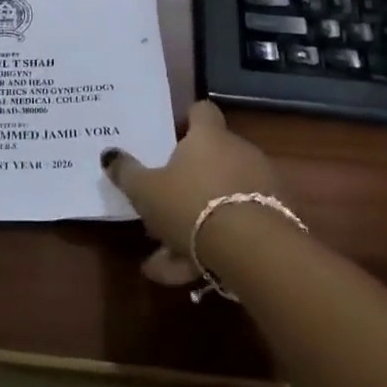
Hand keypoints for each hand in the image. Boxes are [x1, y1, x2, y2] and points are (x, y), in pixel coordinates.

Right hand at [102, 101, 285, 285]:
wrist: (256, 251)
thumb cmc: (192, 206)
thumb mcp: (146, 191)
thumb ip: (127, 172)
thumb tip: (109, 154)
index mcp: (208, 137)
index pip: (202, 111)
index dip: (187, 120)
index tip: (172, 138)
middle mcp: (240, 152)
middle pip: (211, 160)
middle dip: (186, 187)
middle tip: (160, 212)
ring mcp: (263, 186)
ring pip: (221, 200)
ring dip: (196, 225)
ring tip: (168, 260)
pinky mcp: (278, 221)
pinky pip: (238, 227)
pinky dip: (216, 248)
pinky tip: (192, 275)